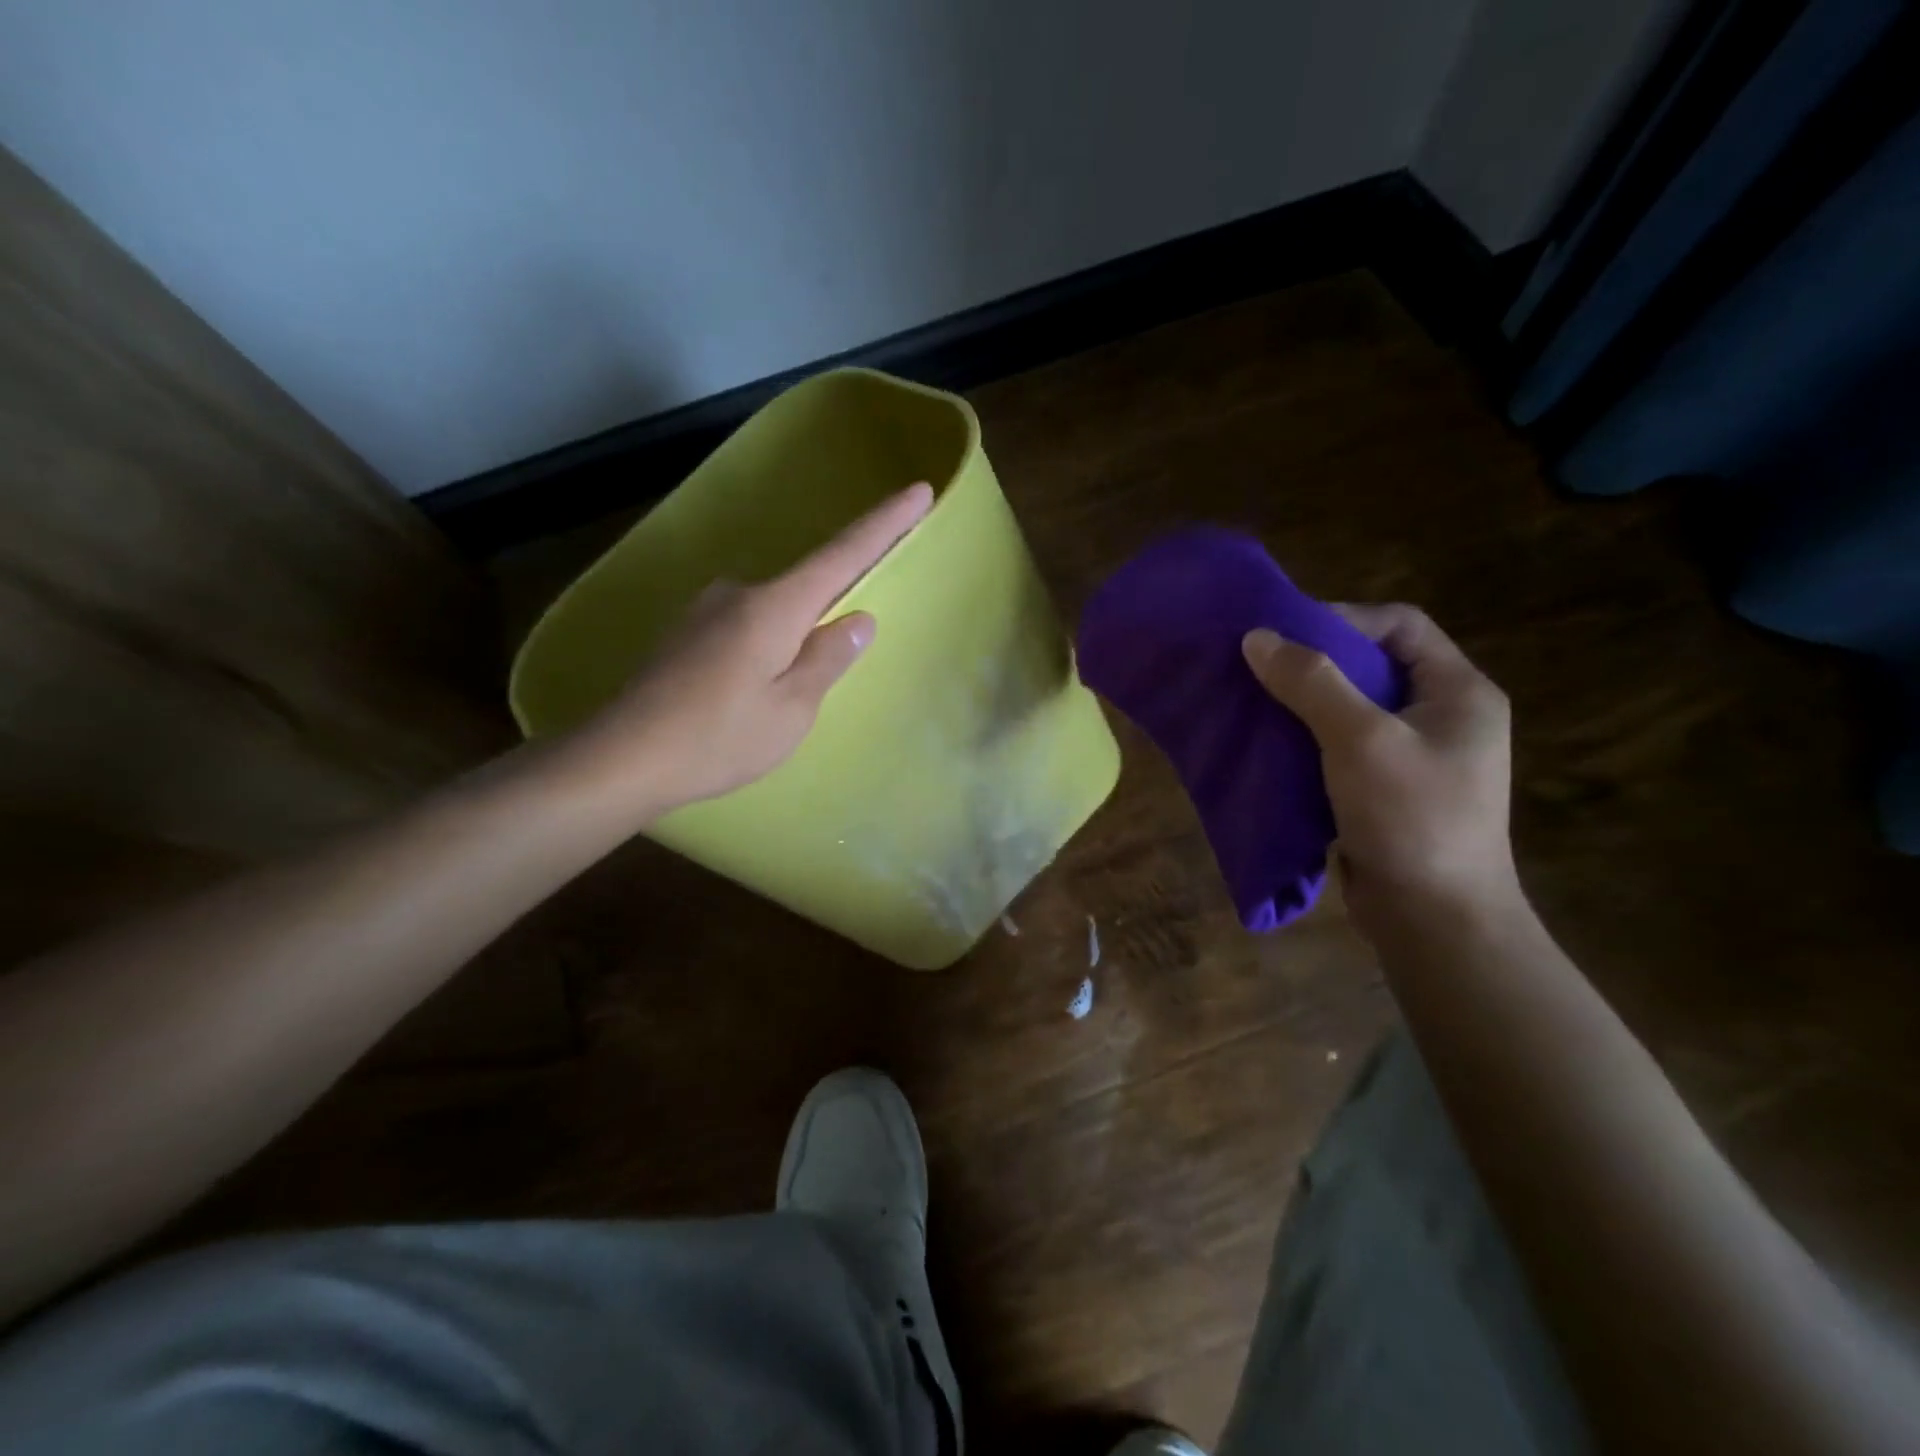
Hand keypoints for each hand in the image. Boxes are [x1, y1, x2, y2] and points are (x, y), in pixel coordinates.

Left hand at [566, 482, 933, 817]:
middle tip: (822, 673)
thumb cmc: (719, 739)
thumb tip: (858, 618)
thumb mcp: (791, 710)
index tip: (918, 491)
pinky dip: (762, 650)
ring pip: (773, 614)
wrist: (622, 758)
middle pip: (807, 588)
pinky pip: (745, 628)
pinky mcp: (686, 632)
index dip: (884, 523)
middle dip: (829, 616)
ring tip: (773, 701)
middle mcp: (740, 593)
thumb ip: (827, 659)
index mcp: (774, 607)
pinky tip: (745, 693)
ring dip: (790, 643)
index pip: (843, 555)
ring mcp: (707, 610)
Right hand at [1241, 603, 1519, 932]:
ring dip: (1303, 704)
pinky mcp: (1385, 789)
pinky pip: (1340, 746)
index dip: (1343, 620)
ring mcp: (1414, 756)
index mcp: (1458, 692)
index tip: (1286, 637)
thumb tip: (1257, 637)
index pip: (1400, 625)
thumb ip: (1311, 683)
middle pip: (1372, 664)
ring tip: (1255, 704)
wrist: (1434, 920)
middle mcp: (1441, 716)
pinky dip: (1305, 740)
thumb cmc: (1411, 818)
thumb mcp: (1360, 739)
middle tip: (1260, 670)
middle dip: (1313, 663)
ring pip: (1350, 708)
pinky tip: (1269, 747)